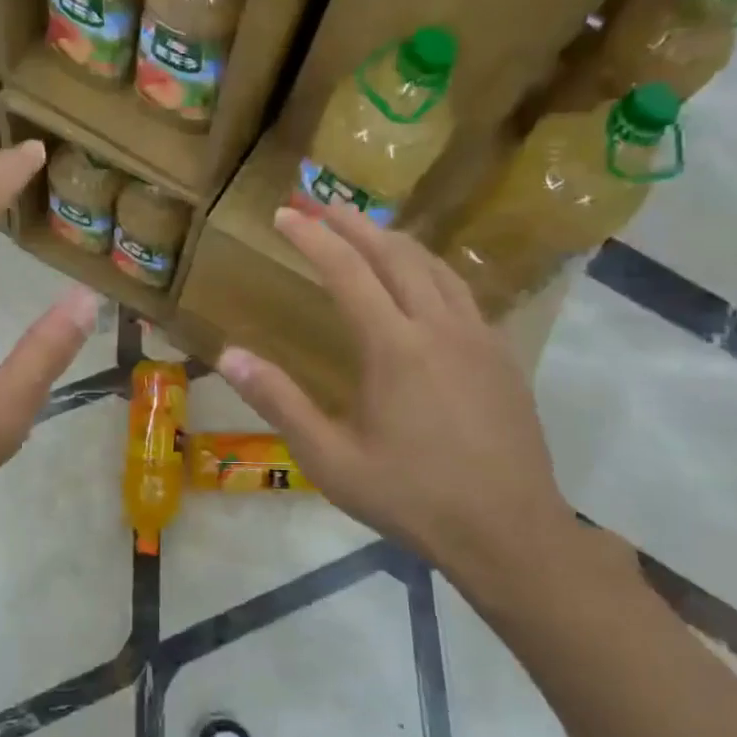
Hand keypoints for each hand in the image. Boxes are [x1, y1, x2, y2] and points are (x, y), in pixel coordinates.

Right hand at [216, 206, 582, 606]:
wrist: (509, 532)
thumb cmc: (412, 498)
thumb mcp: (331, 459)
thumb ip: (279, 402)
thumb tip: (227, 355)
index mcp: (395, 348)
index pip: (348, 272)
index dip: (313, 238)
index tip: (285, 215)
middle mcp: (440, 328)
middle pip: (396, 254)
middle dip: (354, 224)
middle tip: (321, 204)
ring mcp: (479, 338)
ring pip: (436, 266)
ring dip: (396, 241)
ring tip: (367, 231)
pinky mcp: (502, 356)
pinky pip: (462, 292)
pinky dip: (430, 270)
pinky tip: (422, 283)